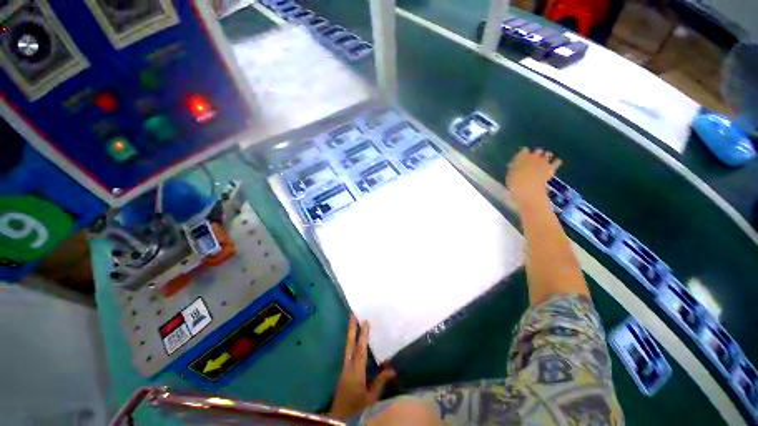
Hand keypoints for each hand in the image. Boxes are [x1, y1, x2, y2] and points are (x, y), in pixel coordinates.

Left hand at [329, 316, 395, 420]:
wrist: (339, 417)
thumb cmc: (357, 406)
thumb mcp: (371, 397)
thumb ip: (381, 382)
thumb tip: (392, 369)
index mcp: (356, 371)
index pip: (360, 350)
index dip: (363, 336)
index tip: (365, 321)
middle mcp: (348, 366)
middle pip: (349, 344)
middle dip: (351, 329)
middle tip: (352, 315)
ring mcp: (344, 368)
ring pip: (347, 347)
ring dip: (350, 334)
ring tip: (352, 323)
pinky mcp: (343, 371)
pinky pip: (347, 353)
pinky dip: (350, 343)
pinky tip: (353, 340)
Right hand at [506, 148, 561, 208]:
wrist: (527, 189)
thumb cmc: (514, 182)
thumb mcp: (510, 174)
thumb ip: (513, 167)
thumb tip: (513, 164)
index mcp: (521, 156)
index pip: (524, 150)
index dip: (524, 154)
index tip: (522, 157)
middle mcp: (533, 156)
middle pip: (537, 150)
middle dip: (537, 154)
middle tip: (534, 160)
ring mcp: (543, 161)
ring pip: (548, 153)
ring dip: (547, 157)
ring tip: (544, 162)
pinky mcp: (551, 168)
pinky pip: (557, 161)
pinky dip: (556, 162)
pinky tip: (555, 164)